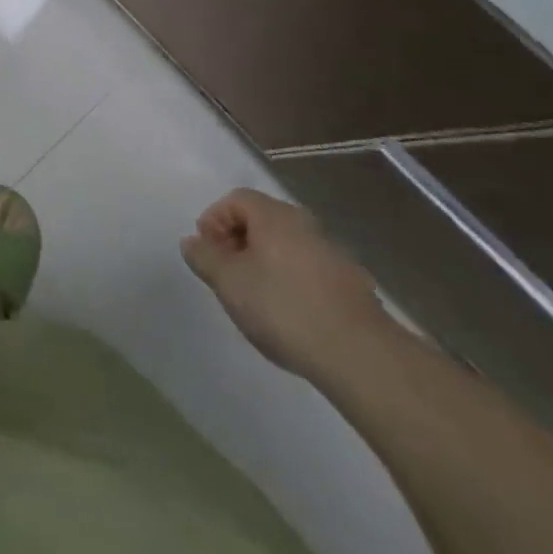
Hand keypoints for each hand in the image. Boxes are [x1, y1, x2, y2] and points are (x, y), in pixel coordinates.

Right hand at [181, 188, 391, 380]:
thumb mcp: (229, 282)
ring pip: (286, 247)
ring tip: (255, 299)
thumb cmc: (283, 307)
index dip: (214, 220)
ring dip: (265, 264)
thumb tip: (192, 242)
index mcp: (274, 215)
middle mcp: (305, 224)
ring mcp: (333, 254)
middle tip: (226, 275)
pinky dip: (291, 282)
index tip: (207, 252)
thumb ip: (204, 257)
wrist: (359, 354)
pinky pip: (308, 271)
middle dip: (238, 243)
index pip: (236, 199)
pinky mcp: (352, 285)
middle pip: (262, 220)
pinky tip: (289, 316)